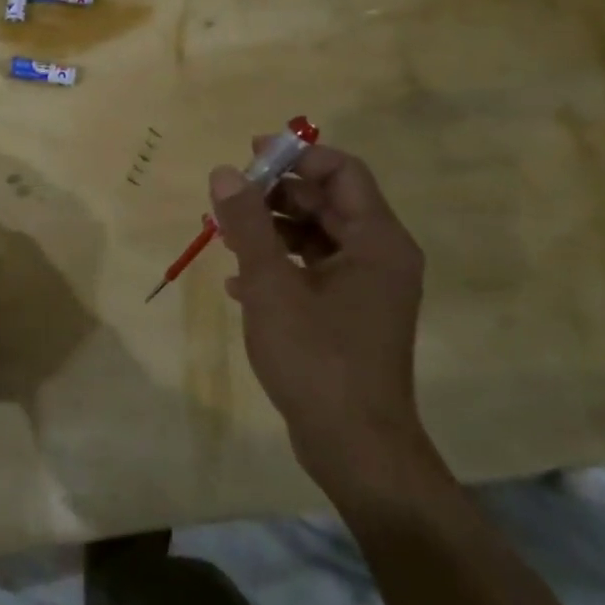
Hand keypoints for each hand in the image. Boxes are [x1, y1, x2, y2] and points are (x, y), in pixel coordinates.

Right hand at [210, 140, 428, 500]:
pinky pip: (313, 270)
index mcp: (377, 241)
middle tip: (229, 198)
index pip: (343, 171)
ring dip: (272, 229)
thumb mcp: (271, 284)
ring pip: (317, 236)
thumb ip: (248, 224)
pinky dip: (279, 265)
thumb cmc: (318, 358)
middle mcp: (379, 257)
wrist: (355, 449)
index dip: (297, 156)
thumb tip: (225, 172)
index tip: (250, 155)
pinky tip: (238, 283)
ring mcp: (366, 289)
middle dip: (276, 194)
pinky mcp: (349, 316)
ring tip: (225, 237)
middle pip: (327, 201)